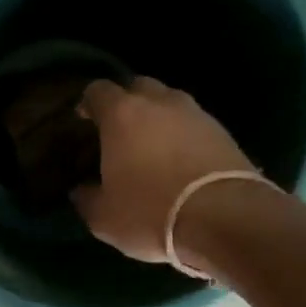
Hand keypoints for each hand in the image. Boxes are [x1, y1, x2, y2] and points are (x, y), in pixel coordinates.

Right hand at [72, 77, 258, 266]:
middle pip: (138, 88)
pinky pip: (194, 125)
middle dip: (126, 104)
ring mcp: (196, 113)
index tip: (83, 121)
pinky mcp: (223, 131)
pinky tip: (180, 162)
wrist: (224, 218)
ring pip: (170, 104)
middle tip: (119, 133)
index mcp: (122, 114)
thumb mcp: (103, 217)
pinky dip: (183, 137)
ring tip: (152, 149)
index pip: (97, 91)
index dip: (88, 104)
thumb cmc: (150, 213)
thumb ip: (87, 198)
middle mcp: (159, 103)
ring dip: (158, 120)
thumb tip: (81, 190)